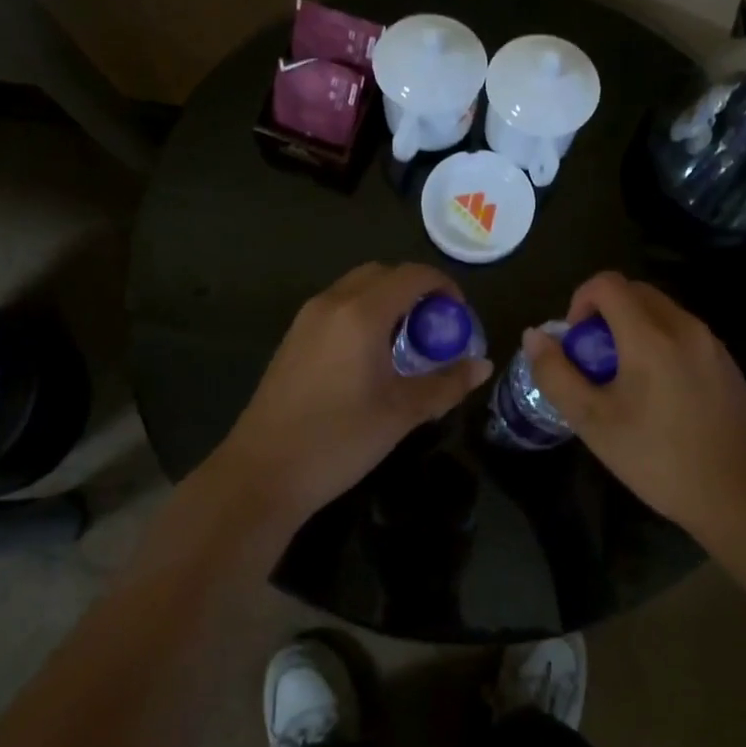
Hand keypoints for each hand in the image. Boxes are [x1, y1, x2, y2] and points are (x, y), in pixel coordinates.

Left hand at [216, 262, 492, 523]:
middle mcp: (332, 303)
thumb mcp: (402, 413)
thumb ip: (446, 384)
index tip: (459, 316)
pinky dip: (363, 313)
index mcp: (361, 313)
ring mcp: (307, 319)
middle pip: (382, 273)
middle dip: (415, 290)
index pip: (412, 275)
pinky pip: (338, 307)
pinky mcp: (293, 338)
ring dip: (388, 301)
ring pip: (357, 288)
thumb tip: (484, 365)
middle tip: (435, 327)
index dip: (443, 287)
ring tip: (407, 343)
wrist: (262, 473)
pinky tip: (371, 356)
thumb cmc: (338, 440)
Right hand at [524, 271, 745, 540]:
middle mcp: (684, 326)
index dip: (580, 301)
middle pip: (635, 292)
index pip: (607, 284)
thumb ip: (556, 373)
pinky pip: (684, 333)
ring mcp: (711, 343)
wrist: (739, 497)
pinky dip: (660, 343)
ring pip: (661, 312)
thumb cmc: (658, 459)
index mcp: (650, 335)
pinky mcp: (727, 363)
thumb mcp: (593, 422)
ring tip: (625, 380)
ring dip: (633, 328)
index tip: (576, 342)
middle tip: (595, 361)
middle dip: (605, 314)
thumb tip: (535, 336)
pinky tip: (660, 394)